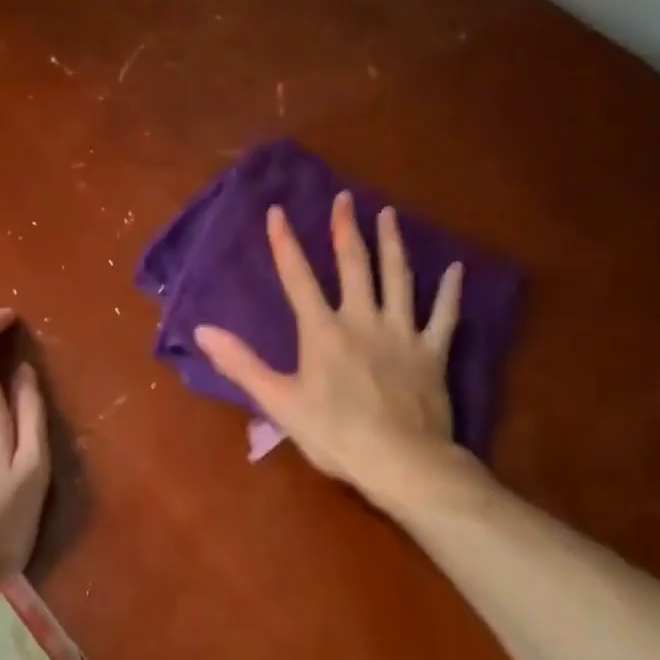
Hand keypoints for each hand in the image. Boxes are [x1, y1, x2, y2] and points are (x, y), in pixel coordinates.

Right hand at [194, 194, 467, 507]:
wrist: (401, 460)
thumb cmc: (334, 434)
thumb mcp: (278, 401)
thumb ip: (241, 363)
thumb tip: (202, 330)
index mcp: (323, 331)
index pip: (298, 278)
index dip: (285, 243)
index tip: (277, 211)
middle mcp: (363, 320)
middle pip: (354, 265)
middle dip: (346, 229)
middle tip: (345, 198)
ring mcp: (402, 333)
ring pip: (398, 278)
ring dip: (392, 244)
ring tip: (389, 214)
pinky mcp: (432, 352)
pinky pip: (444, 316)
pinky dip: (451, 292)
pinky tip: (457, 269)